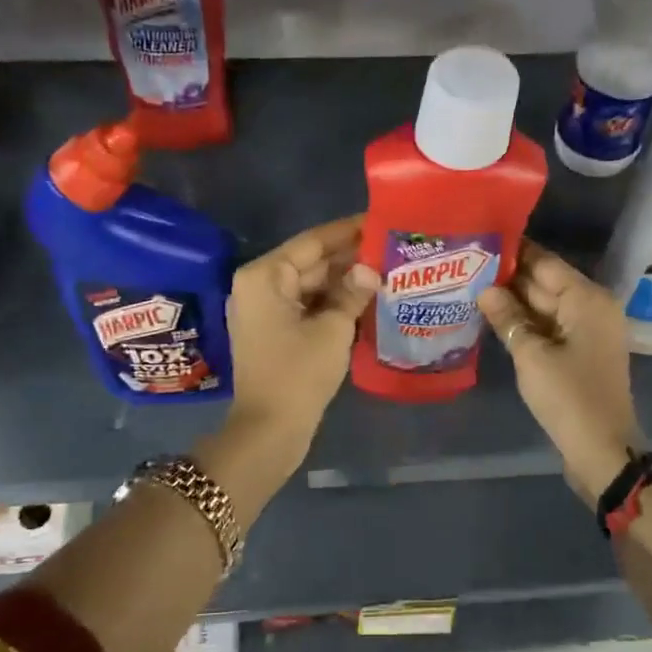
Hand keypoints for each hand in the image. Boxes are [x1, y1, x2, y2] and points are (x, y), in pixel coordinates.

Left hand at [224, 215, 379, 461]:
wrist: (269, 431)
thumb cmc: (298, 374)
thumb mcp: (333, 329)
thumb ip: (352, 292)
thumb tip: (370, 269)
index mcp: (265, 276)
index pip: (312, 241)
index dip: (348, 231)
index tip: (380, 220)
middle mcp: (259, 285)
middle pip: (310, 261)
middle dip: (350, 258)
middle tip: (392, 247)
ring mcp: (265, 309)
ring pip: (311, 285)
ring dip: (344, 281)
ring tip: (387, 269)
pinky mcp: (274, 331)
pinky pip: (307, 305)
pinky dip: (333, 302)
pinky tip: (366, 298)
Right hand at [479, 241, 641, 504]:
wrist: (602, 449)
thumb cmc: (568, 396)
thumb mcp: (531, 355)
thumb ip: (507, 317)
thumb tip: (485, 289)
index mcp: (587, 299)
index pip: (545, 262)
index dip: (513, 252)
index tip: (480, 240)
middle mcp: (592, 307)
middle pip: (546, 283)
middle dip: (509, 277)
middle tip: (468, 265)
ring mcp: (588, 331)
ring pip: (546, 306)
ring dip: (514, 300)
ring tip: (472, 286)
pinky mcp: (580, 352)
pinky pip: (549, 326)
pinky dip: (525, 322)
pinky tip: (494, 318)